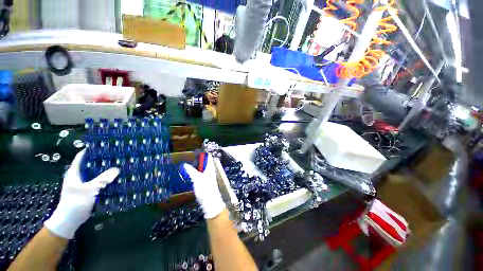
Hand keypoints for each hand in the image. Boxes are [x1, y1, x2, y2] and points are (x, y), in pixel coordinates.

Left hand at [44, 149, 118, 238]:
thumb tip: (117, 168)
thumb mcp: (90, 189)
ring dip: (104, 170)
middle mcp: (78, 176)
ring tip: (117, 165)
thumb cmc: (75, 202)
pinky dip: (105, 179)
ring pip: (95, 174)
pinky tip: (114, 178)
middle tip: (115, 156)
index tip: (104, 146)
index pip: (82, 157)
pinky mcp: (88, 191)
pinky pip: (98, 182)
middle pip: (90, 164)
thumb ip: (103, 179)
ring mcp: (83, 184)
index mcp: (74, 172)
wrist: (70, 220)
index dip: (91, 150)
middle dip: (101, 160)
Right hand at [182, 155, 225, 218]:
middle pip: (205, 162)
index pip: (208, 157)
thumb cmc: (205, 188)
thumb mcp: (197, 178)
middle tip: (190, 156)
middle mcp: (210, 171)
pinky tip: (191, 173)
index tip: (196, 150)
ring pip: (203, 168)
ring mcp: (208, 176)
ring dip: (197, 165)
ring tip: (189, 163)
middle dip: (199, 159)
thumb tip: (184, 164)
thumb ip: (190, 171)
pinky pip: (201, 173)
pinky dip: (196, 171)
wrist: (210, 202)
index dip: (203, 153)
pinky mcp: (205, 182)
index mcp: (210, 168)